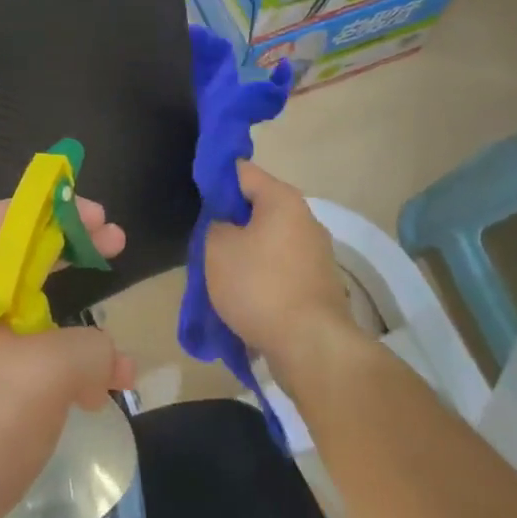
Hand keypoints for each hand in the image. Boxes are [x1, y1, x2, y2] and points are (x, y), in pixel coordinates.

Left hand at [0, 199, 132, 517]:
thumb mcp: (48, 372)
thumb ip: (91, 346)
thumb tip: (110, 357)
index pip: (9, 216)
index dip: (57, 207)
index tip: (100, 218)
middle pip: (21, 258)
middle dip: (70, 250)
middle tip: (114, 247)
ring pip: (28, 316)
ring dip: (74, 323)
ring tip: (116, 353)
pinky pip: (24, 361)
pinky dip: (61, 366)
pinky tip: (94, 397)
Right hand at [203, 162, 351, 377]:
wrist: (311, 346)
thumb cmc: (259, 286)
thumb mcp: (217, 248)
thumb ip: (215, 225)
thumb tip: (227, 226)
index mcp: (283, 200)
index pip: (243, 171)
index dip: (216, 178)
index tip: (196, 194)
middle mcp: (306, 219)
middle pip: (259, 208)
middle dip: (232, 221)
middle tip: (204, 238)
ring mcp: (317, 254)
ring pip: (270, 242)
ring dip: (247, 252)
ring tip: (220, 273)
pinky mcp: (319, 285)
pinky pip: (281, 269)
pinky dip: (263, 277)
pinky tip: (244, 296)